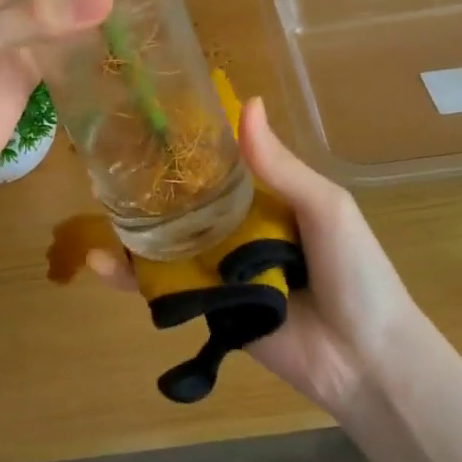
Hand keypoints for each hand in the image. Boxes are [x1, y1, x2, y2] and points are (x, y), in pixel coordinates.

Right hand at [88, 97, 426, 417]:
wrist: (367, 359)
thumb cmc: (355, 271)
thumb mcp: (325, 206)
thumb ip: (280, 165)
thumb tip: (247, 102)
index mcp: (266, 199)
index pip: (218, 165)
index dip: (187, 145)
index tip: (146, 117)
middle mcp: (239, 229)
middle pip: (186, 203)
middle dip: (150, 185)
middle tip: (104, 161)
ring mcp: (221, 270)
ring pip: (169, 243)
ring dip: (132, 228)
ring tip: (95, 205)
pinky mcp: (209, 308)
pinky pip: (167, 290)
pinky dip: (132, 279)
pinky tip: (101, 264)